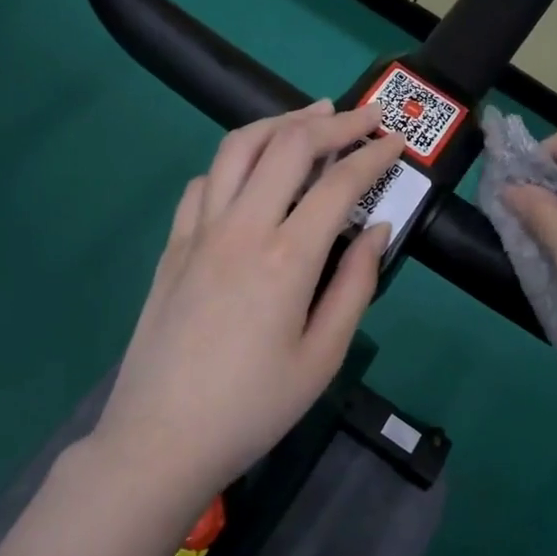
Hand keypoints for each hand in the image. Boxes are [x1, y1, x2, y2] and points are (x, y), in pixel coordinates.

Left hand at [95, 101, 405, 502]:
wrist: (160, 439)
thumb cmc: (253, 407)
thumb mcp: (322, 357)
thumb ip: (355, 285)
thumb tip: (377, 229)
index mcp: (286, 258)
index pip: (338, 182)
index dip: (372, 156)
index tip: (396, 144)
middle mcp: (241, 228)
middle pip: (288, 146)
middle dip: (333, 122)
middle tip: (364, 116)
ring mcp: (199, 232)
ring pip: (238, 148)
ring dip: (279, 123)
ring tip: (310, 116)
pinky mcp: (173, 245)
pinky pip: (205, 183)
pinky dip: (235, 162)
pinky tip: (251, 172)